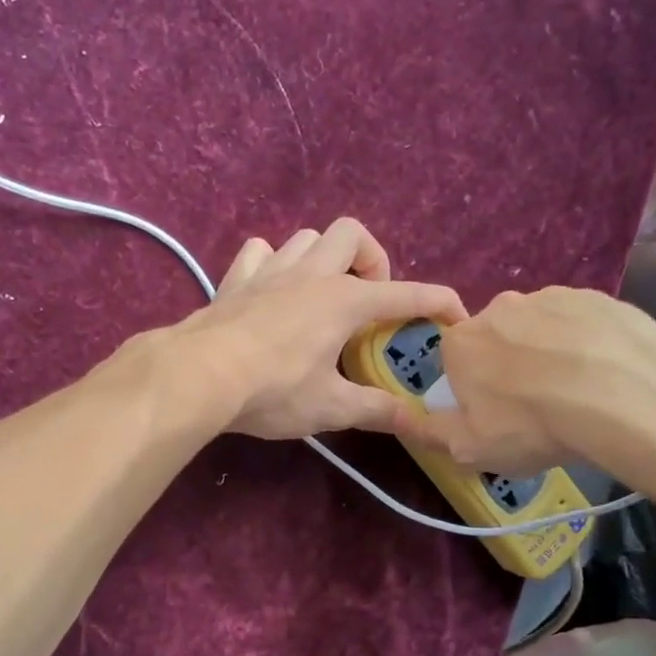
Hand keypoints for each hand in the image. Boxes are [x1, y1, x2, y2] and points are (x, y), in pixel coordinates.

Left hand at [166, 219, 466, 439]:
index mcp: (344, 301)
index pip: (405, 294)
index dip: (438, 302)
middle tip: (368, 302)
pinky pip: (260, 252)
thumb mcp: (330, 408)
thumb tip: (415, 421)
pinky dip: (273, 263)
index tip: (457, 315)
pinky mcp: (235, 280)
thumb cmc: (272, 390)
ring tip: (323, 296)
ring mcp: (269, 271)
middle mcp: (311, 275)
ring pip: (307, 238)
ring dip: (324, 259)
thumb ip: (375, 410)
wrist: (198, 376)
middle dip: (372, 260)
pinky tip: (272, 290)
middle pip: (353, 234)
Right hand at [394, 286, 655, 504]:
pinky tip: (605, 375)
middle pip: (496, 340)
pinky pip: (581, 323)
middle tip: (537, 407)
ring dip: (549, 353)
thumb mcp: (469, 448)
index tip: (494, 415)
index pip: (455, 362)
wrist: (624, 396)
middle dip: (509, 367)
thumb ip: (427, 432)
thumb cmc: (531, 425)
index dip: (471, 390)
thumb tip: (397, 419)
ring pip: (540, 329)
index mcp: (462, 342)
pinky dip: (586, 344)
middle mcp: (499, 308)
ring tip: (578, 393)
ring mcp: (550, 297)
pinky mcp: (597, 297)